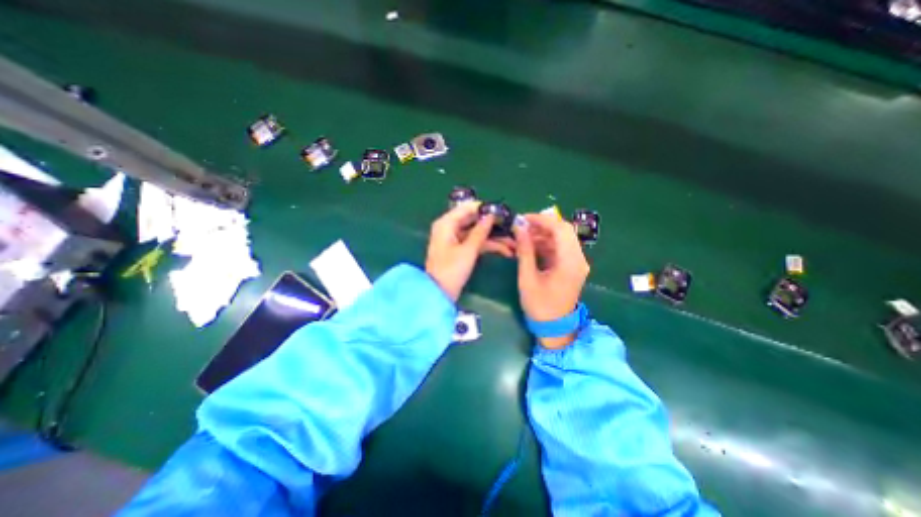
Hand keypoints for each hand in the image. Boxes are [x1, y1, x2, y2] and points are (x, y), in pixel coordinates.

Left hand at [427, 202, 516, 303]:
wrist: (439, 294)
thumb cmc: (451, 270)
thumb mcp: (468, 250)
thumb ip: (480, 231)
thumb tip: (491, 215)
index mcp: (447, 223)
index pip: (467, 207)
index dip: (485, 208)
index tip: (503, 211)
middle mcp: (450, 228)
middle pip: (474, 220)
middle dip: (493, 225)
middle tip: (512, 227)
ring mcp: (456, 239)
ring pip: (477, 233)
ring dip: (495, 238)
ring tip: (513, 243)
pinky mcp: (460, 250)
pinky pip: (476, 243)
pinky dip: (488, 246)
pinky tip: (505, 250)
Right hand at [511, 211, 588, 348]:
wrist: (555, 327)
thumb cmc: (540, 306)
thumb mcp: (528, 278)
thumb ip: (524, 251)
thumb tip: (518, 228)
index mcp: (570, 262)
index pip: (560, 229)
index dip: (541, 220)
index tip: (522, 219)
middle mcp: (578, 259)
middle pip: (563, 230)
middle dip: (541, 225)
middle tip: (521, 227)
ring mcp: (577, 262)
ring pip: (561, 238)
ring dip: (542, 234)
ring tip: (522, 237)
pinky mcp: (572, 266)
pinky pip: (560, 248)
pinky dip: (545, 244)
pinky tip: (530, 246)